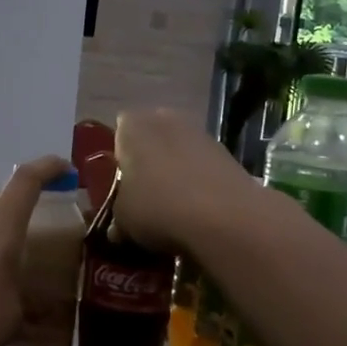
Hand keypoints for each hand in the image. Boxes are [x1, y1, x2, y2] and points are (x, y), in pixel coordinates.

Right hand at [112, 109, 257, 253]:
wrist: (226, 219)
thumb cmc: (158, 208)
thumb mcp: (122, 219)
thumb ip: (117, 214)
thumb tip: (118, 227)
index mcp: (133, 126)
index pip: (118, 132)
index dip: (118, 158)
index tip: (119, 185)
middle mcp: (166, 119)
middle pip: (151, 137)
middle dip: (148, 161)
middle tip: (143, 194)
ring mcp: (201, 133)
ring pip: (179, 151)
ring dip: (176, 171)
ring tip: (173, 207)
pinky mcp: (228, 153)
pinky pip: (203, 166)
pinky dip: (200, 182)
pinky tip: (199, 210)